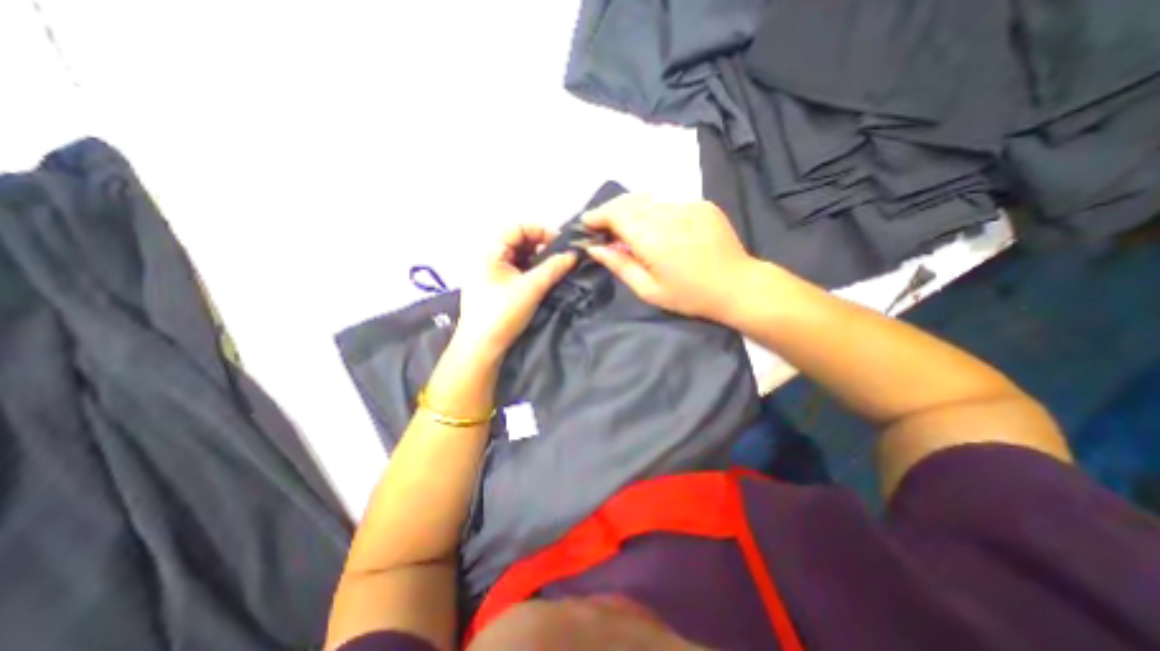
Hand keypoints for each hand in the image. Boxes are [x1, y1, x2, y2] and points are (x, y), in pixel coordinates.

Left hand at [453, 225, 579, 360]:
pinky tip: (542, 280)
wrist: (481, 347)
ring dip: (538, 260)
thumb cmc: (502, 312)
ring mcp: (491, 271)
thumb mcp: (531, 287)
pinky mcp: (495, 286)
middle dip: (542, 246)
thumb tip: (573, 254)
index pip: (519, 226)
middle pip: (519, 240)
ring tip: (554, 271)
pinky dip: (531, 271)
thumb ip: (554, 268)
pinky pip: (516, 270)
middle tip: (560, 260)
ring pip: (519, 256)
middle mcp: (488, 255)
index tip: (562, 245)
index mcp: (491, 249)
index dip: (542, 231)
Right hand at [584, 195, 756, 321]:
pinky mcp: (701, 204)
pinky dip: (653, 209)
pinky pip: (668, 200)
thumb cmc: (689, 296)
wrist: (737, 286)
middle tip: (602, 227)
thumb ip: (620, 265)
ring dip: (630, 208)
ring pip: (648, 198)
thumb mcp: (649, 290)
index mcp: (653, 239)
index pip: (616, 214)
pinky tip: (654, 225)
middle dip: (610, 210)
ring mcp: (688, 205)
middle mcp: (669, 214)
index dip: (598, 216)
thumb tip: (595, 248)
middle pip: (629, 201)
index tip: (586, 224)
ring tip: (624, 226)